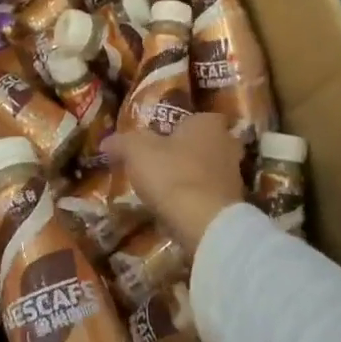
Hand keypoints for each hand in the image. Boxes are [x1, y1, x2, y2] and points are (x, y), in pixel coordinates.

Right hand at [104, 112, 245, 252]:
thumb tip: (106, 141)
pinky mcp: (233, 204)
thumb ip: (122, 142)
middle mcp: (227, 144)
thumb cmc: (172, 175)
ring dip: (190, 177)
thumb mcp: (137, 152)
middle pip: (203, 144)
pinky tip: (176, 209)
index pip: (195, 117)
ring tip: (164, 189)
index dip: (177, 127)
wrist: (205, 223)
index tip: (158, 139)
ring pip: (207, 170)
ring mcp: (234, 176)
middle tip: (161, 163)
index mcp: (208, 124)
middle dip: (185, 152)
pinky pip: (209, 195)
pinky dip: (195, 199)